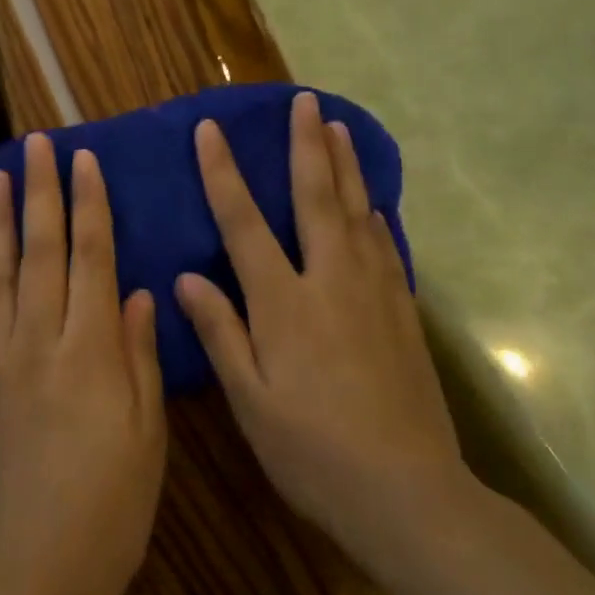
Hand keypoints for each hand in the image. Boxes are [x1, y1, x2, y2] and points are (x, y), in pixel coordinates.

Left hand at [0, 134, 166, 594]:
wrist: (28, 571)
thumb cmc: (109, 508)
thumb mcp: (147, 436)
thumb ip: (140, 358)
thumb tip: (138, 295)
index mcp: (91, 351)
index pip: (91, 257)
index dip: (89, 205)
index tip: (85, 161)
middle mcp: (40, 340)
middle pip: (42, 250)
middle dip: (42, 192)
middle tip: (37, 146)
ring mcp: (0, 359)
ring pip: (2, 272)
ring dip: (3, 220)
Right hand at [176, 92, 465, 582]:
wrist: (409, 494)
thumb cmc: (314, 452)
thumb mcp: (251, 402)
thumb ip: (220, 333)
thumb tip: (185, 278)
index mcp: (284, 302)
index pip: (244, 222)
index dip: (223, 173)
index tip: (210, 130)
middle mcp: (330, 281)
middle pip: (315, 198)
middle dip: (305, 145)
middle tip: (303, 101)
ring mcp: (374, 292)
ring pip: (357, 212)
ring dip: (345, 166)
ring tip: (337, 127)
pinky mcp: (403, 312)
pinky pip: (386, 247)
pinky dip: (375, 215)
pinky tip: (373, 204)